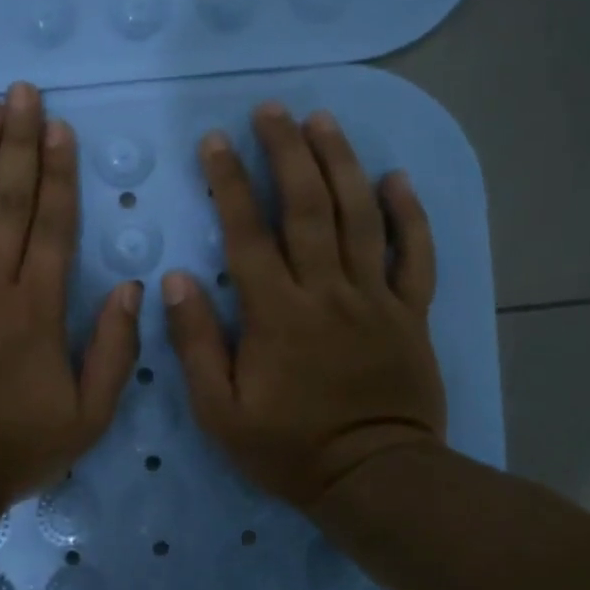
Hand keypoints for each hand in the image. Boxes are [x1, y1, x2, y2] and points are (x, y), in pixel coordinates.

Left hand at [0, 82, 142, 509]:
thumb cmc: (14, 450)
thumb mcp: (88, 416)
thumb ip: (115, 350)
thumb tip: (133, 288)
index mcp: (36, 309)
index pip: (52, 226)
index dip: (58, 173)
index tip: (58, 127)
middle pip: (7, 203)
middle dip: (17, 144)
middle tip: (21, 92)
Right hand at [161, 103, 446, 511]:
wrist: (376, 480)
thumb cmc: (289, 449)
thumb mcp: (220, 411)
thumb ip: (197, 343)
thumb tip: (174, 280)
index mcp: (277, 314)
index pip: (248, 233)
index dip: (229, 182)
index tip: (215, 140)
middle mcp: (326, 291)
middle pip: (308, 206)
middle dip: (287, 151)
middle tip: (272, 109)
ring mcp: (375, 298)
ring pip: (360, 216)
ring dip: (341, 163)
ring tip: (323, 120)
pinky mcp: (411, 312)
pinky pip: (414, 254)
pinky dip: (409, 214)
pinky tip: (395, 177)